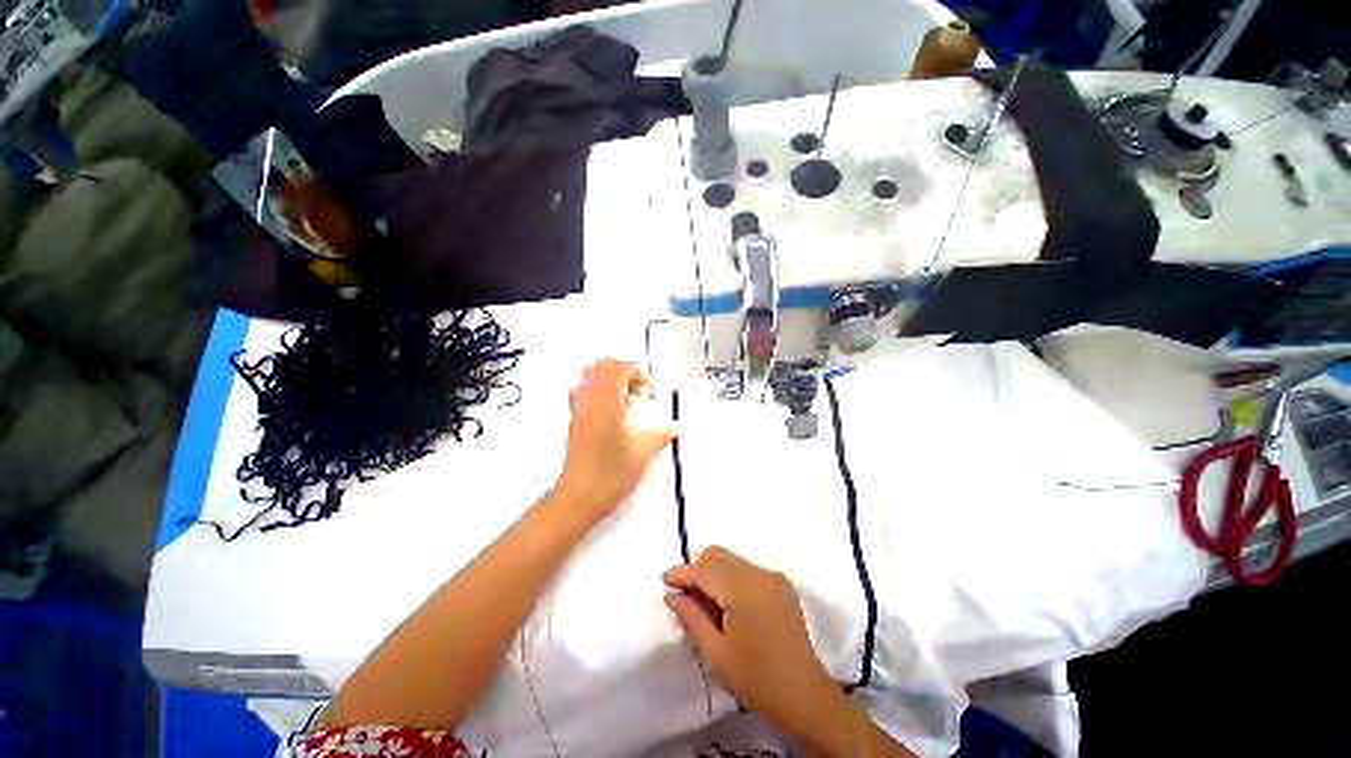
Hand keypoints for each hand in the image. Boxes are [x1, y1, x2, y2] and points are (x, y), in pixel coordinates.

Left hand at [554, 359, 675, 522]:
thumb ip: (659, 437)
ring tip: (625, 399)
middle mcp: (589, 402)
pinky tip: (611, 411)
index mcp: (607, 405)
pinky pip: (583, 392)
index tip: (647, 387)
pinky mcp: (573, 421)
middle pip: (600, 367)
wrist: (577, 498)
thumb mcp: (641, 456)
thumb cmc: (611, 476)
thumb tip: (674, 429)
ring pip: (589, 378)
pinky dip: (598, 391)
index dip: (634, 372)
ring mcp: (578, 410)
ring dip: (609, 380)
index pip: (617, 370)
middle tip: (637, 389)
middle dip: (621, 371)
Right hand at [662, 546, 840, 736]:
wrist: (805, 697)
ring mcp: (772, 577)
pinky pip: (746, 569)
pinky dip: (730, 578)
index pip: (705, 569)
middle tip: (685, 596)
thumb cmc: (756, 679)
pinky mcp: (781, 584)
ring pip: (732, 560)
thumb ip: (692, 617)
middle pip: (719, 555)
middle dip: (697, 569)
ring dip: (713, 573)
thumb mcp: (716, 653)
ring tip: (705, 603)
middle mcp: (759, 573)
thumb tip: (672, 595)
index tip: (664, 581)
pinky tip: (727, 605)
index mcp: (743, 589)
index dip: (682, 572)